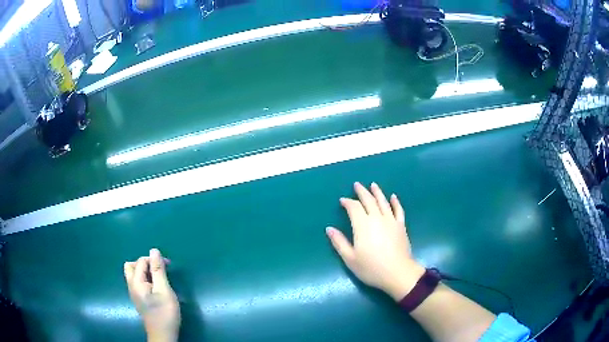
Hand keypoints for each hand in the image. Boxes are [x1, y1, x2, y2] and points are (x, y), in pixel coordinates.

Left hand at [124, 249, 180, 341]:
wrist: (163, 334)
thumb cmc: (165, 312)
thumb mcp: (164, 290)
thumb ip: (158, 270)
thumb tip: (154, 250)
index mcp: (136, 282)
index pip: (141, 261)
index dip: (154, 259)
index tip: (169, 265)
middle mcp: (131, 285)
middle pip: (131, 265)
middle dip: (144, 263)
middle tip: (159, 269)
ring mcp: (133, 293)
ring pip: (133, 274)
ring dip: (144, 271)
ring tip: (158, 277)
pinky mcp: (138, 299)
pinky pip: (137, 282)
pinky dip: (144, 279)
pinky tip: (155, 287)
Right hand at [326, 182, 424, 300]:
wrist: (397, 273)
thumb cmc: (371, 268)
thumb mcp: (350, 258)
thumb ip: (339, 242)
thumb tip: (329, 229)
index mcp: (362, 225)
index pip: (354, 207)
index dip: (347, 202)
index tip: (342, 200)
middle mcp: (377, 218)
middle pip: (369, 200)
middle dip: (362, 192)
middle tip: (357, 184)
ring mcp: (391, 221)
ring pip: (383, 202)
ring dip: (377, 192)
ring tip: (373, 185)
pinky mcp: (401, 226)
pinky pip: (398, 210)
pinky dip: (395, 202)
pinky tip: (393, 196)